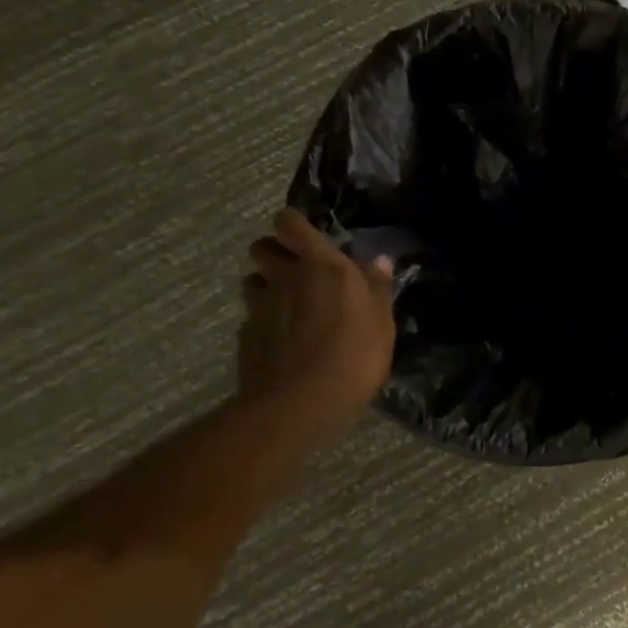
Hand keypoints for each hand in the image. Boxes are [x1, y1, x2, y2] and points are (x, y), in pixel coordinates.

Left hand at [237, 209, 395, 435]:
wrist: (298, 403)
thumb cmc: (352, 356)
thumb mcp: (381, 324)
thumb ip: (377, 289)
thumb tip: (380, 261)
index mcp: (321, 265)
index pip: (290, 224)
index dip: (293, 225)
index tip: (304, 237)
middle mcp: (285, 277)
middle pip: (262, 247)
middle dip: (274, 252)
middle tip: (295, 270)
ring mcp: (260, 306)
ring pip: (252, 280)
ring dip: (265, 286)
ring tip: (286, 306)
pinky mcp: (245, 336)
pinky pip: (251, 318)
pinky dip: (262, 323)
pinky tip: (279, 342)